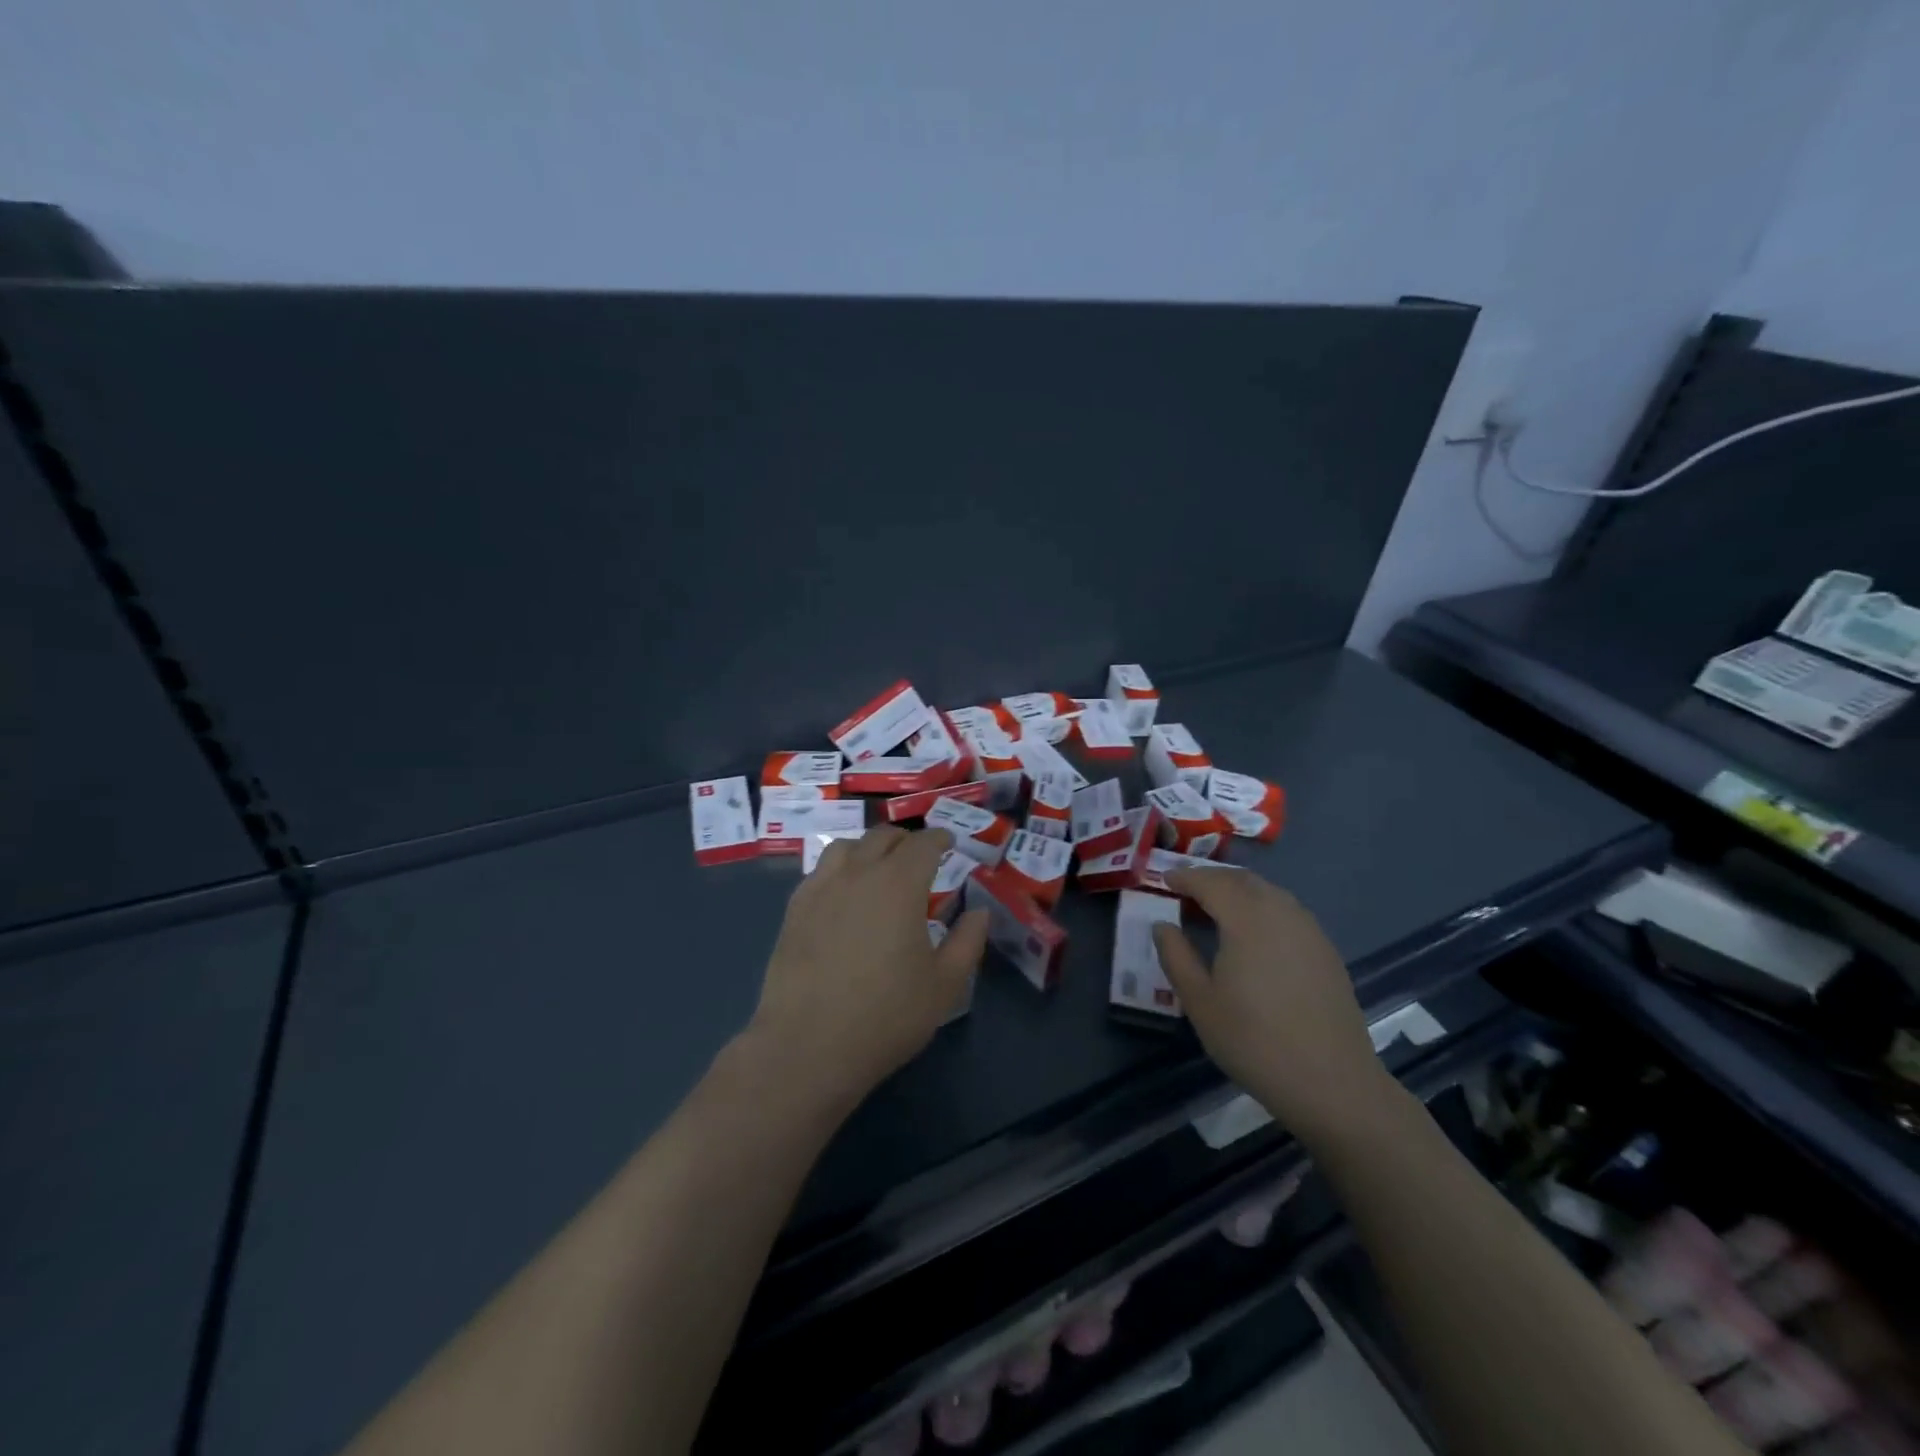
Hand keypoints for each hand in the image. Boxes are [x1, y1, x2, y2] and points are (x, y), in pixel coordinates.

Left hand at [746, 826, 987, 1113]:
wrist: (809, 1045)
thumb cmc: (886, 1015)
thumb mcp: (944, 985)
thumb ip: (967, 942)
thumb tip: (979, 912)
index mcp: (899, 884)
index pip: (923, 845)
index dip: (940, 839)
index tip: (949, 842)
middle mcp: (858, 874)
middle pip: (882, 837)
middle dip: (905, 840)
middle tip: (918, 854)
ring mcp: (821, 888)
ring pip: (846, 847)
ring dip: (868, 848)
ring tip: (878, 865)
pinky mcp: (794, 909)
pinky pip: (820, 872)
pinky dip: (839, 869)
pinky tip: (843, 892)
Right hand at [1153, 868, 1389, 1140]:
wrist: (1332, 1083)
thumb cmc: (1254, 1041)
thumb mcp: (1199, 1001)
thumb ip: (1176, 956)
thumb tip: (1162, 925)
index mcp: (1247, 919)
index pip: (1210, 882)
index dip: (1184, 876)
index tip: (1163, 879)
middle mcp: (1281, 912)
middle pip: (1242, 880)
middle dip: (1211, 878)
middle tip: (1186, 890)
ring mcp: (1309, 930)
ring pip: (1268, 892)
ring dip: (1238, 891)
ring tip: (1216, 910)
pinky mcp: (1326, 951)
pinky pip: (1287, 911)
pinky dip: (1262, 908)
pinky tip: (1253, 935)